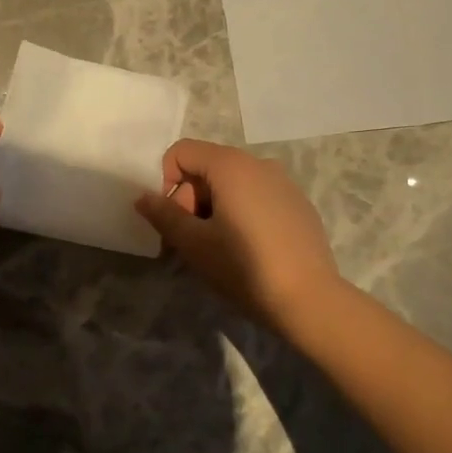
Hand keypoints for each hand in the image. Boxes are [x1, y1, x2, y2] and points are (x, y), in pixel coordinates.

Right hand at [134, 139, 342, 328]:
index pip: (182, 152)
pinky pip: (257, 197)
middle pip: (207, 167)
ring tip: (216, 248)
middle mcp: (259, 164)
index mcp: (231, 165)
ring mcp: (284, 184)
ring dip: (213, 208)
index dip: (166, 180)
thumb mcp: (193, 243)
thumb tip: (143, 197)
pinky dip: (241, 214)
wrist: (309, 300)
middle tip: (188, 241)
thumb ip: (163, 214)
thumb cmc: (243, 267)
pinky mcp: (298, 205)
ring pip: (233, 184)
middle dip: (189, 199)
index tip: (171, 219)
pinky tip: (247, 250)